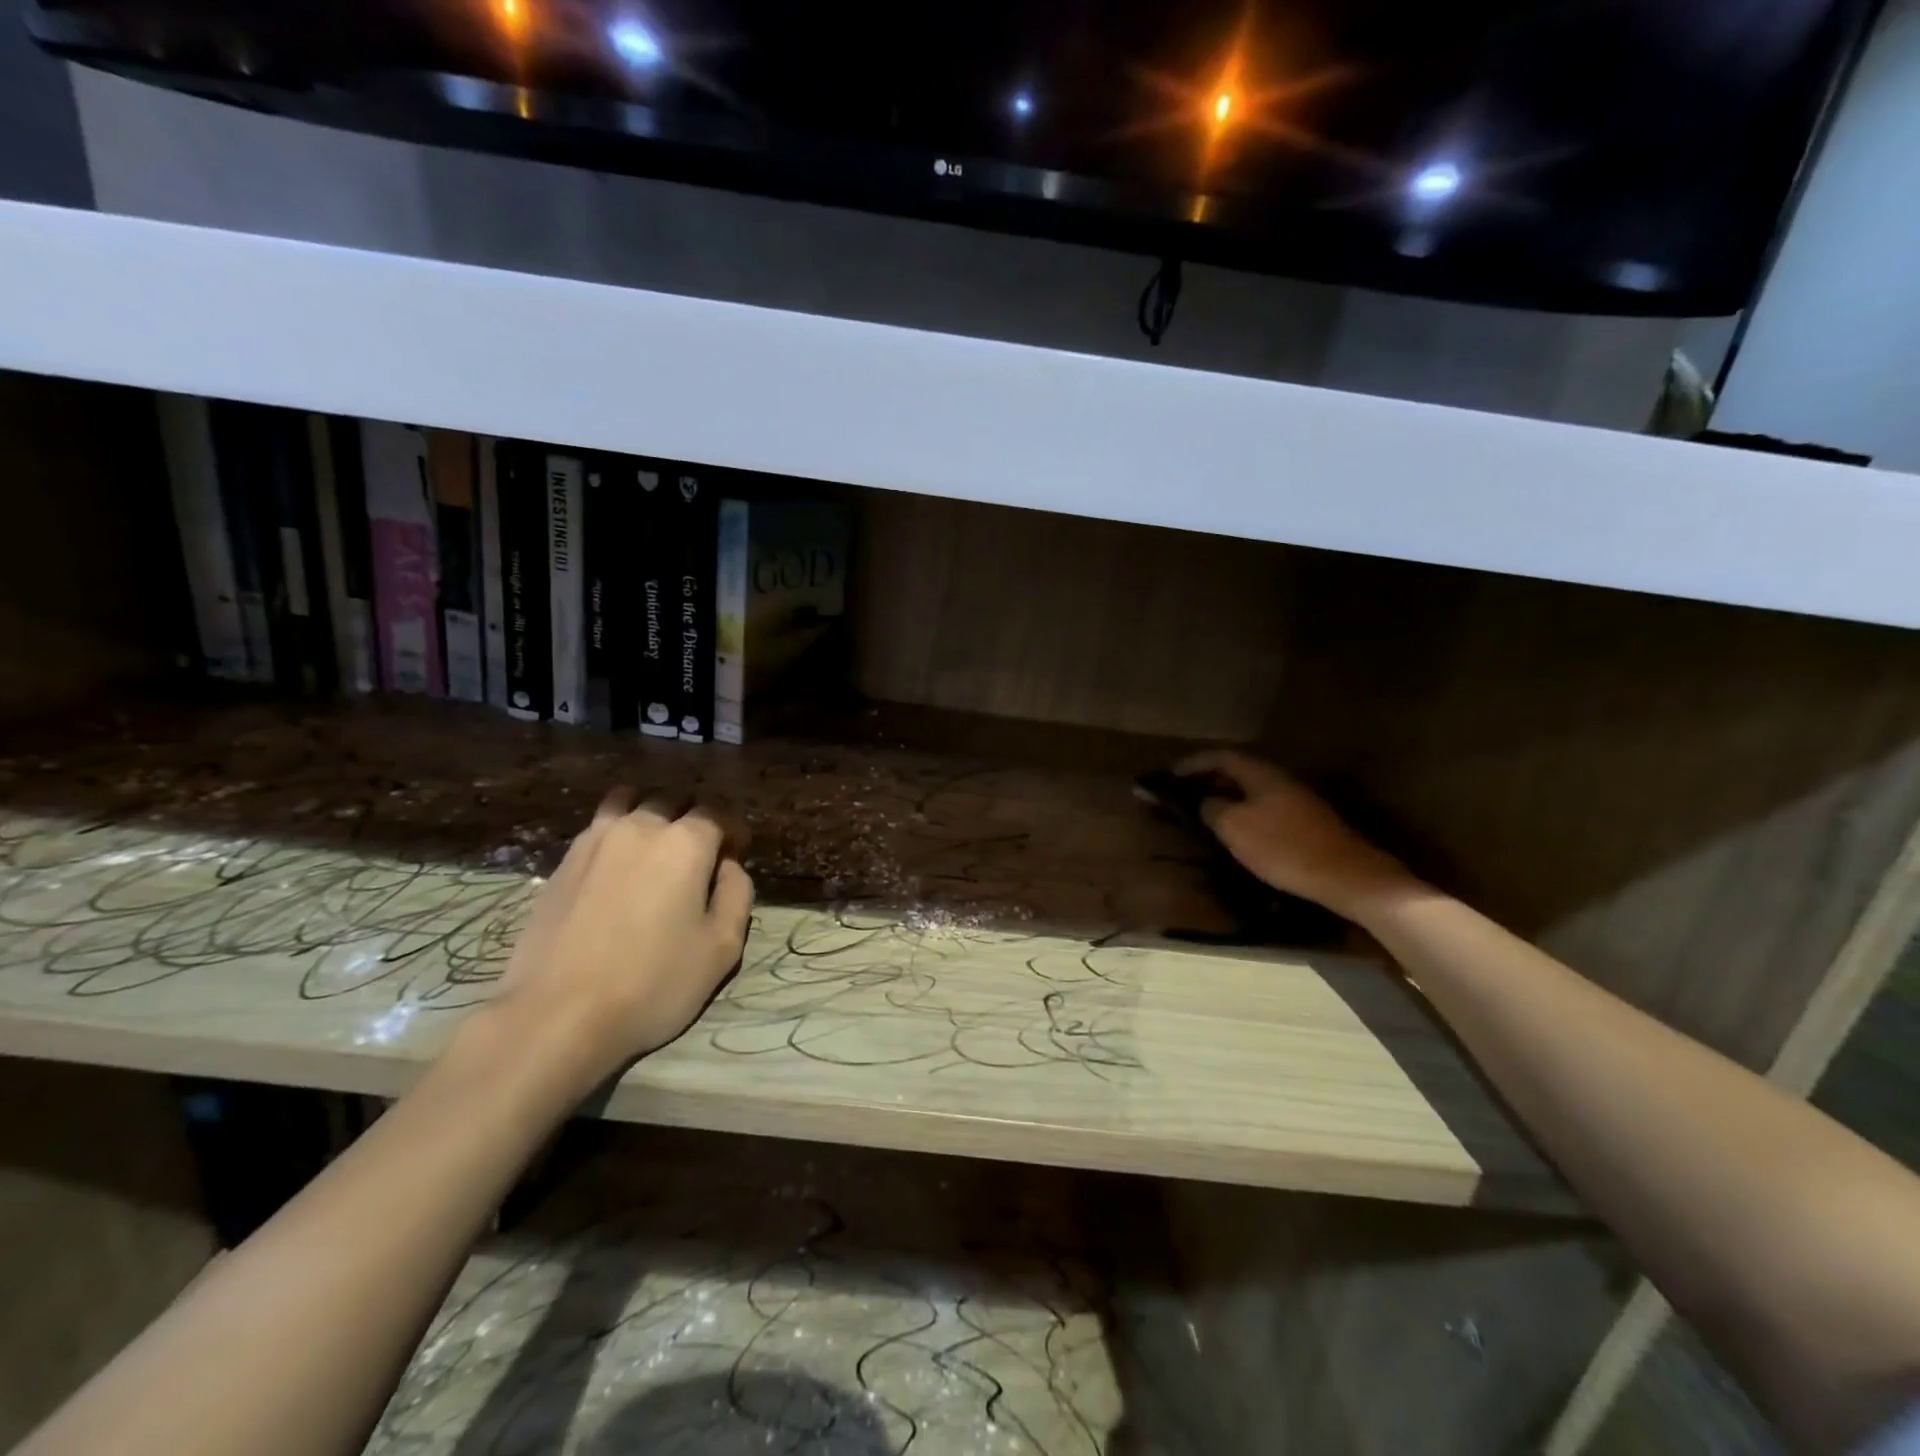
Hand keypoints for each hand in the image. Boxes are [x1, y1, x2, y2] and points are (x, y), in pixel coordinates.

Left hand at [494, 790, 753, 1086]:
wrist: (557, 1015)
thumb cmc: (653, 983)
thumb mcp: (722, 948)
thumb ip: (737, 895)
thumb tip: (729, 867)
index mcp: (685, 843)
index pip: (718, 812)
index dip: (733, 829)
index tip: (737, 853)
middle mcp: (640, 827)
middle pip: (673, 800)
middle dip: (693, 818)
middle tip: (700, 854)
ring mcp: (594, 841)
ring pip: (628, 802)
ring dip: (649, 814)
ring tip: (655, 846)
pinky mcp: (562, 863)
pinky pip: (598, 828)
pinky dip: (616, 832)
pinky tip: (618, 866)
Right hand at [1176, 749, 1418, 921]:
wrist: (1346, 876)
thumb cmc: (1283, 847)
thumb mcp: (1234, 827)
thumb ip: (1212, 808)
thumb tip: (1206, 802)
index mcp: (1260, 773)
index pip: (1220, 756)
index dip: (1192, 763)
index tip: (1169, 775)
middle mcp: (1280, 779)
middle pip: (1238, 771)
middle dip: (1209, 779)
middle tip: (1184, 793)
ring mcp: (1297, 800)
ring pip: (1252, 791)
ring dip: (1227, 797)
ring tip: (1205, 813)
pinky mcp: (1307, 823)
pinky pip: (1265, 808)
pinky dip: (1244, 813)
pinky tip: (1238, 832)